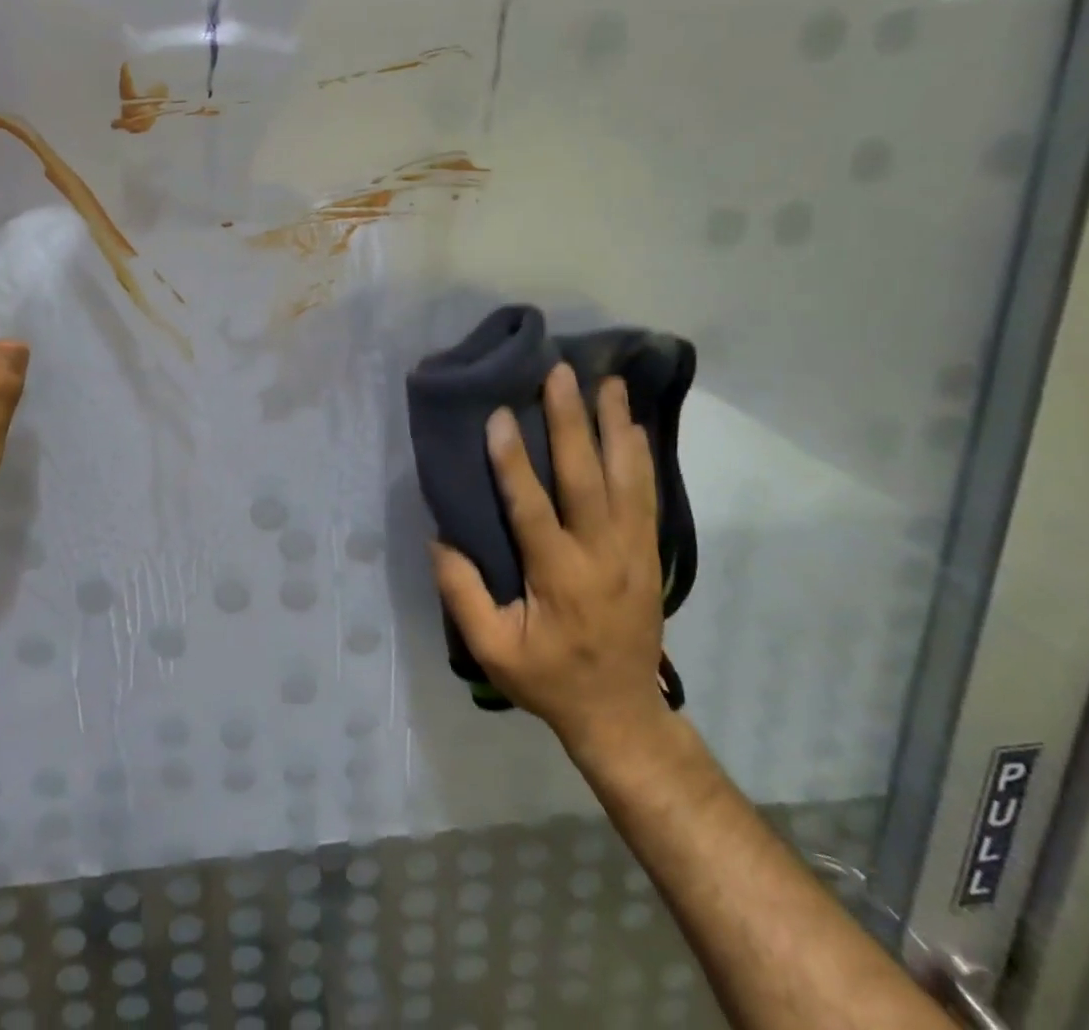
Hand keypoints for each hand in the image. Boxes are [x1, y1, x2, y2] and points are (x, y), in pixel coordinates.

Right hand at [431, 364, 667, 764]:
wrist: (623, 714)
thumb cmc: (550, 679)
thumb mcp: (494, 650)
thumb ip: (463, 595)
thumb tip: (439, 539)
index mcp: (559, 577)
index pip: (532, 509)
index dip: (513, 461)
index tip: (499, 416)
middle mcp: (601, 555)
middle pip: (587, 479)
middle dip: (572, 422)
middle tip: (560, 374)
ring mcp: (633, 552)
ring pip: (627, 478)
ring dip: (615, 427)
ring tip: (608, 382)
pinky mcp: (649, 554)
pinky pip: (647, 496)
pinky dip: (640, 457)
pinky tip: (633, 426)